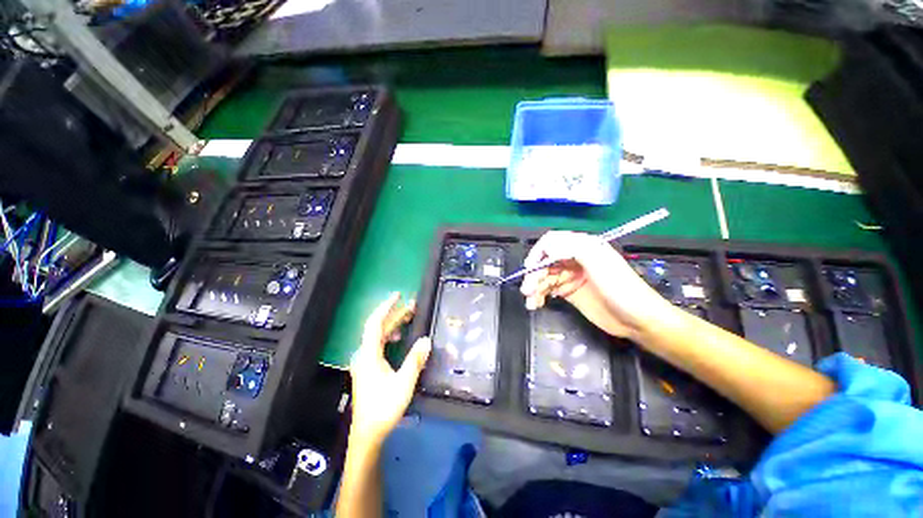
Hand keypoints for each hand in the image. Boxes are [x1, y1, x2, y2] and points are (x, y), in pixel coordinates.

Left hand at [348, 293, 430, 446]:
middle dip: (395, 315)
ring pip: (379, 336)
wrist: (368, 433)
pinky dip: (390, 337)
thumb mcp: (404, 383)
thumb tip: (426, 340)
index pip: (375, 323)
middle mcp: (364, 354)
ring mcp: (365, 362)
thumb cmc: (384, 407)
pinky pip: (379, 345)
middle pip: (378, 328)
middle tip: (412, 306)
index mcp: (369, 355)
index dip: (386, 307)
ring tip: (409, 318)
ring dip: (394, 325)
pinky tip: (400, 338)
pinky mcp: (368, 368)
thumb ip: (415, 360)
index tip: (398, 295)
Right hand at [520, 231, 673, 339]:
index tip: (530, 268)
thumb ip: (573, 248)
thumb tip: (547, 246)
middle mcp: (573, 259)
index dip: (538, 253)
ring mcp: (570, 276)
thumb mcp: (600, 263)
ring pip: (543, 276)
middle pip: (544, 261)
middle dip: (534, 274)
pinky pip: (547, 290)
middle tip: (528, 290)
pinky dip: (539, 296)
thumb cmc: (621, 288)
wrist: (637, 320)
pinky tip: (536, 304)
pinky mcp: (568, 292)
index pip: (551, 242)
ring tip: (531, 302)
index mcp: (582, 247)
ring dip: (534, 287)